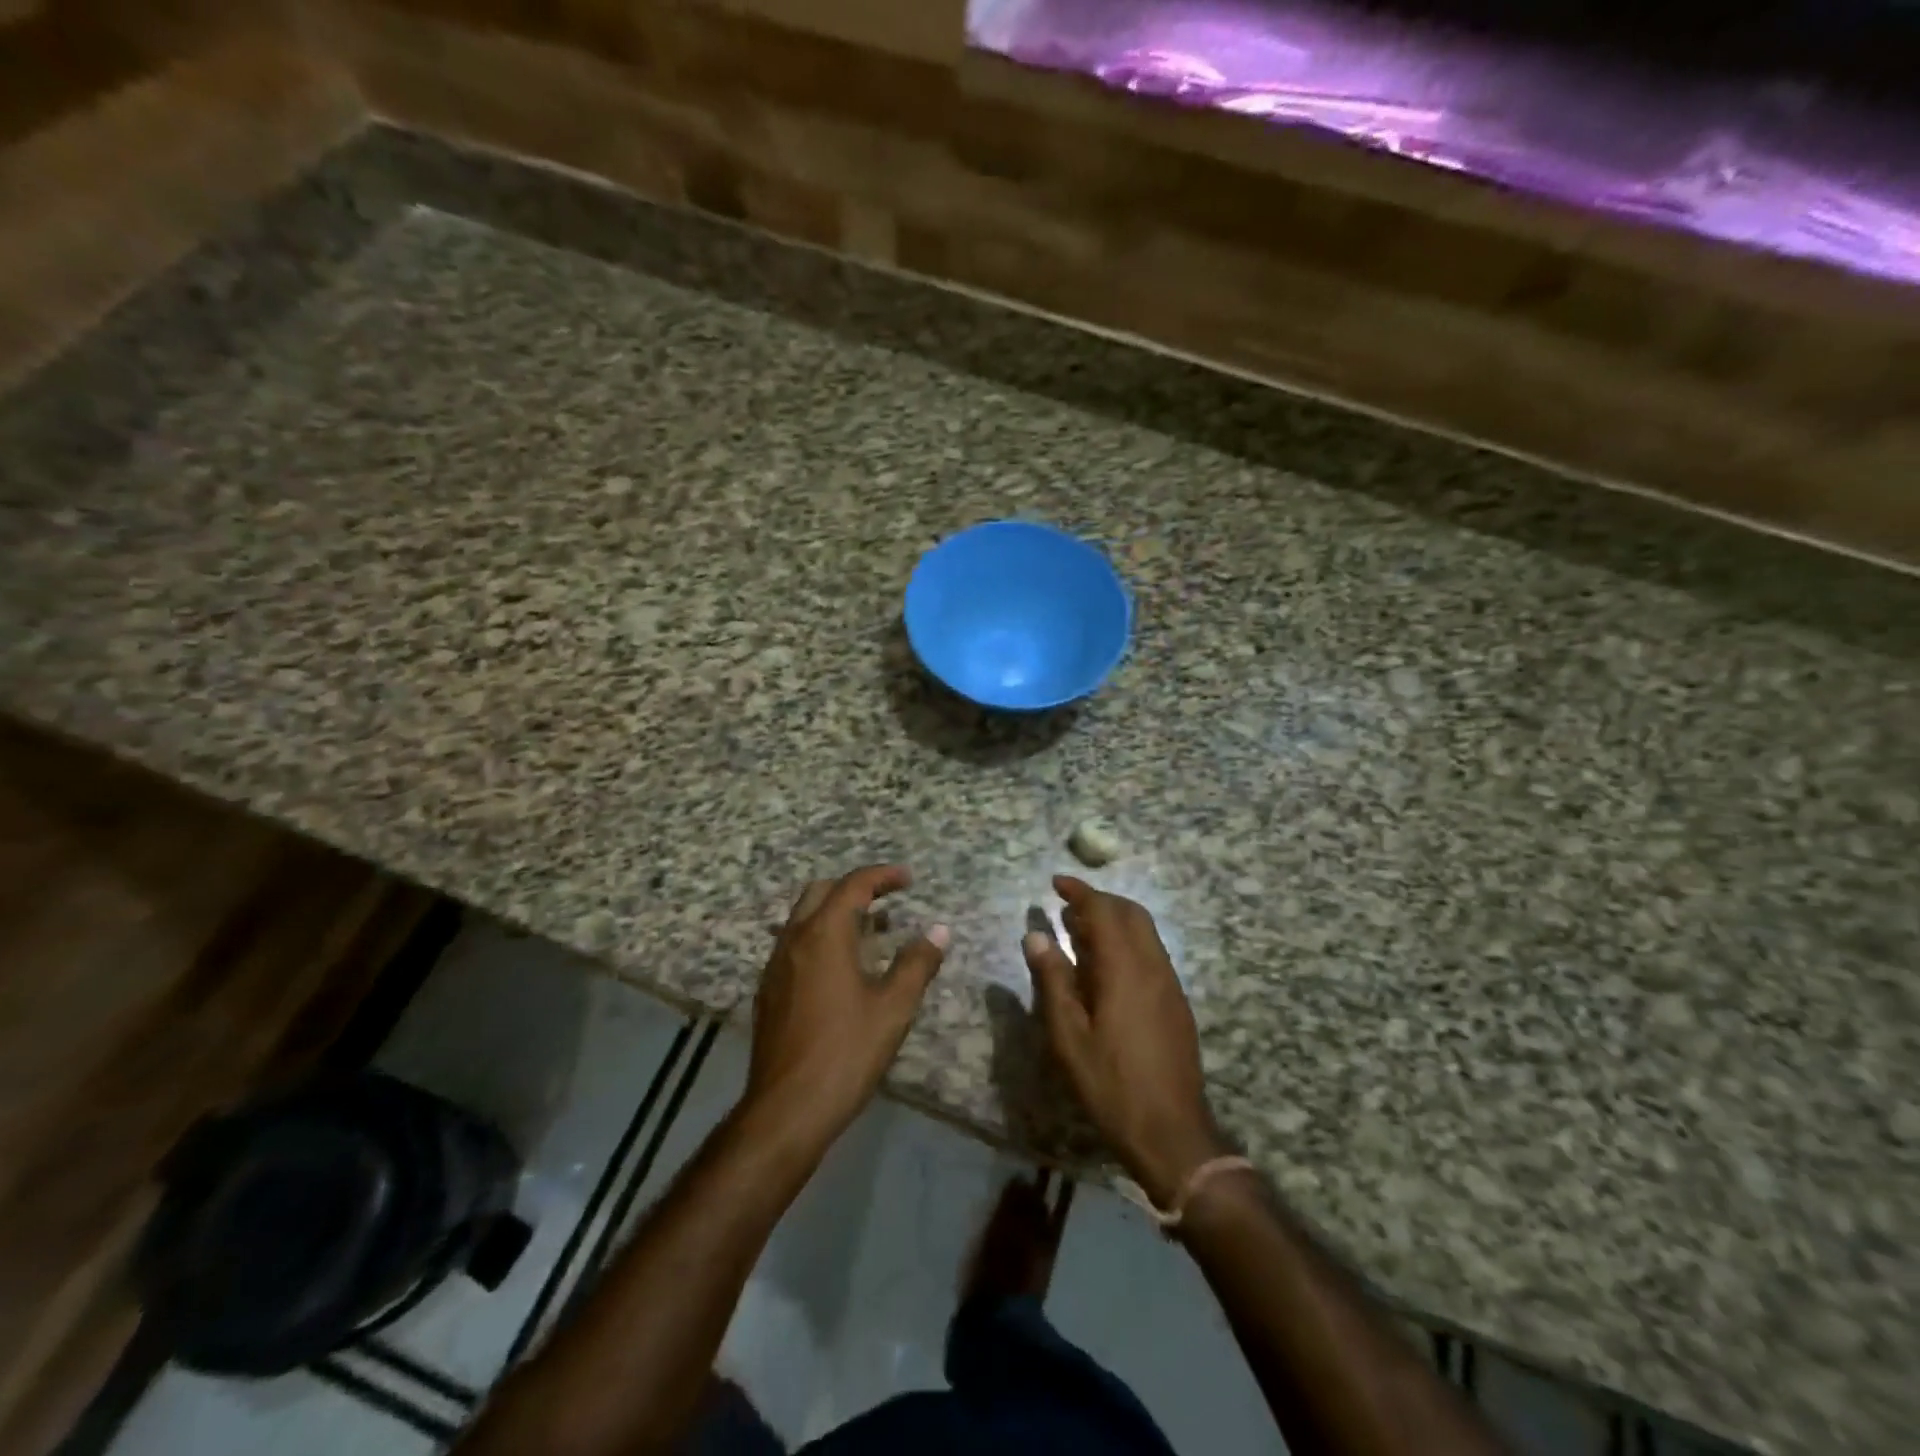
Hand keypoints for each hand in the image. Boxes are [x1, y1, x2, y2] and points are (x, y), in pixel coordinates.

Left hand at [743, 865, 948, 1149]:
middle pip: (820, 892)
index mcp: (824, 935)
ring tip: (870, 931)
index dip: (882, 876)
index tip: (908, 879)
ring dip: (835, 912)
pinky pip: (794, 944)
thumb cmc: (846, 1053)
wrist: (786, 1109)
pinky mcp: (768, 991)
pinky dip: (820, 937)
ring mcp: (775, 966)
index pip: (853, 885)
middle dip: (855, 887)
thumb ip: (917, 964)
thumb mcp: (894, 1008)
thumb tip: (939, 931)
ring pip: (803, 918)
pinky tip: (841, 968)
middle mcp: (794, 940)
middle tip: (887, 899)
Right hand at [1023, 875, 1228, 1206]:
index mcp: (1126, 969)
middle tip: (1067, 905)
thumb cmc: (1111, 1084)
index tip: (1056, 882)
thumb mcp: (1069, 1036)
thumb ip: (1053, 980)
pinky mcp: (1177, 1003)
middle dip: (1100, 900)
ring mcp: (1170, 984)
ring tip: (1080, 931)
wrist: (1172, 1132)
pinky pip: (1152, 953)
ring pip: (1145, 932)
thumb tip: (1036, 935)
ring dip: (1115, 920)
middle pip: (1131, 913)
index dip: (1080, 892)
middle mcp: (1153, 966)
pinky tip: (1106, 967)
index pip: (1104, 911)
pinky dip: (1127, 942)